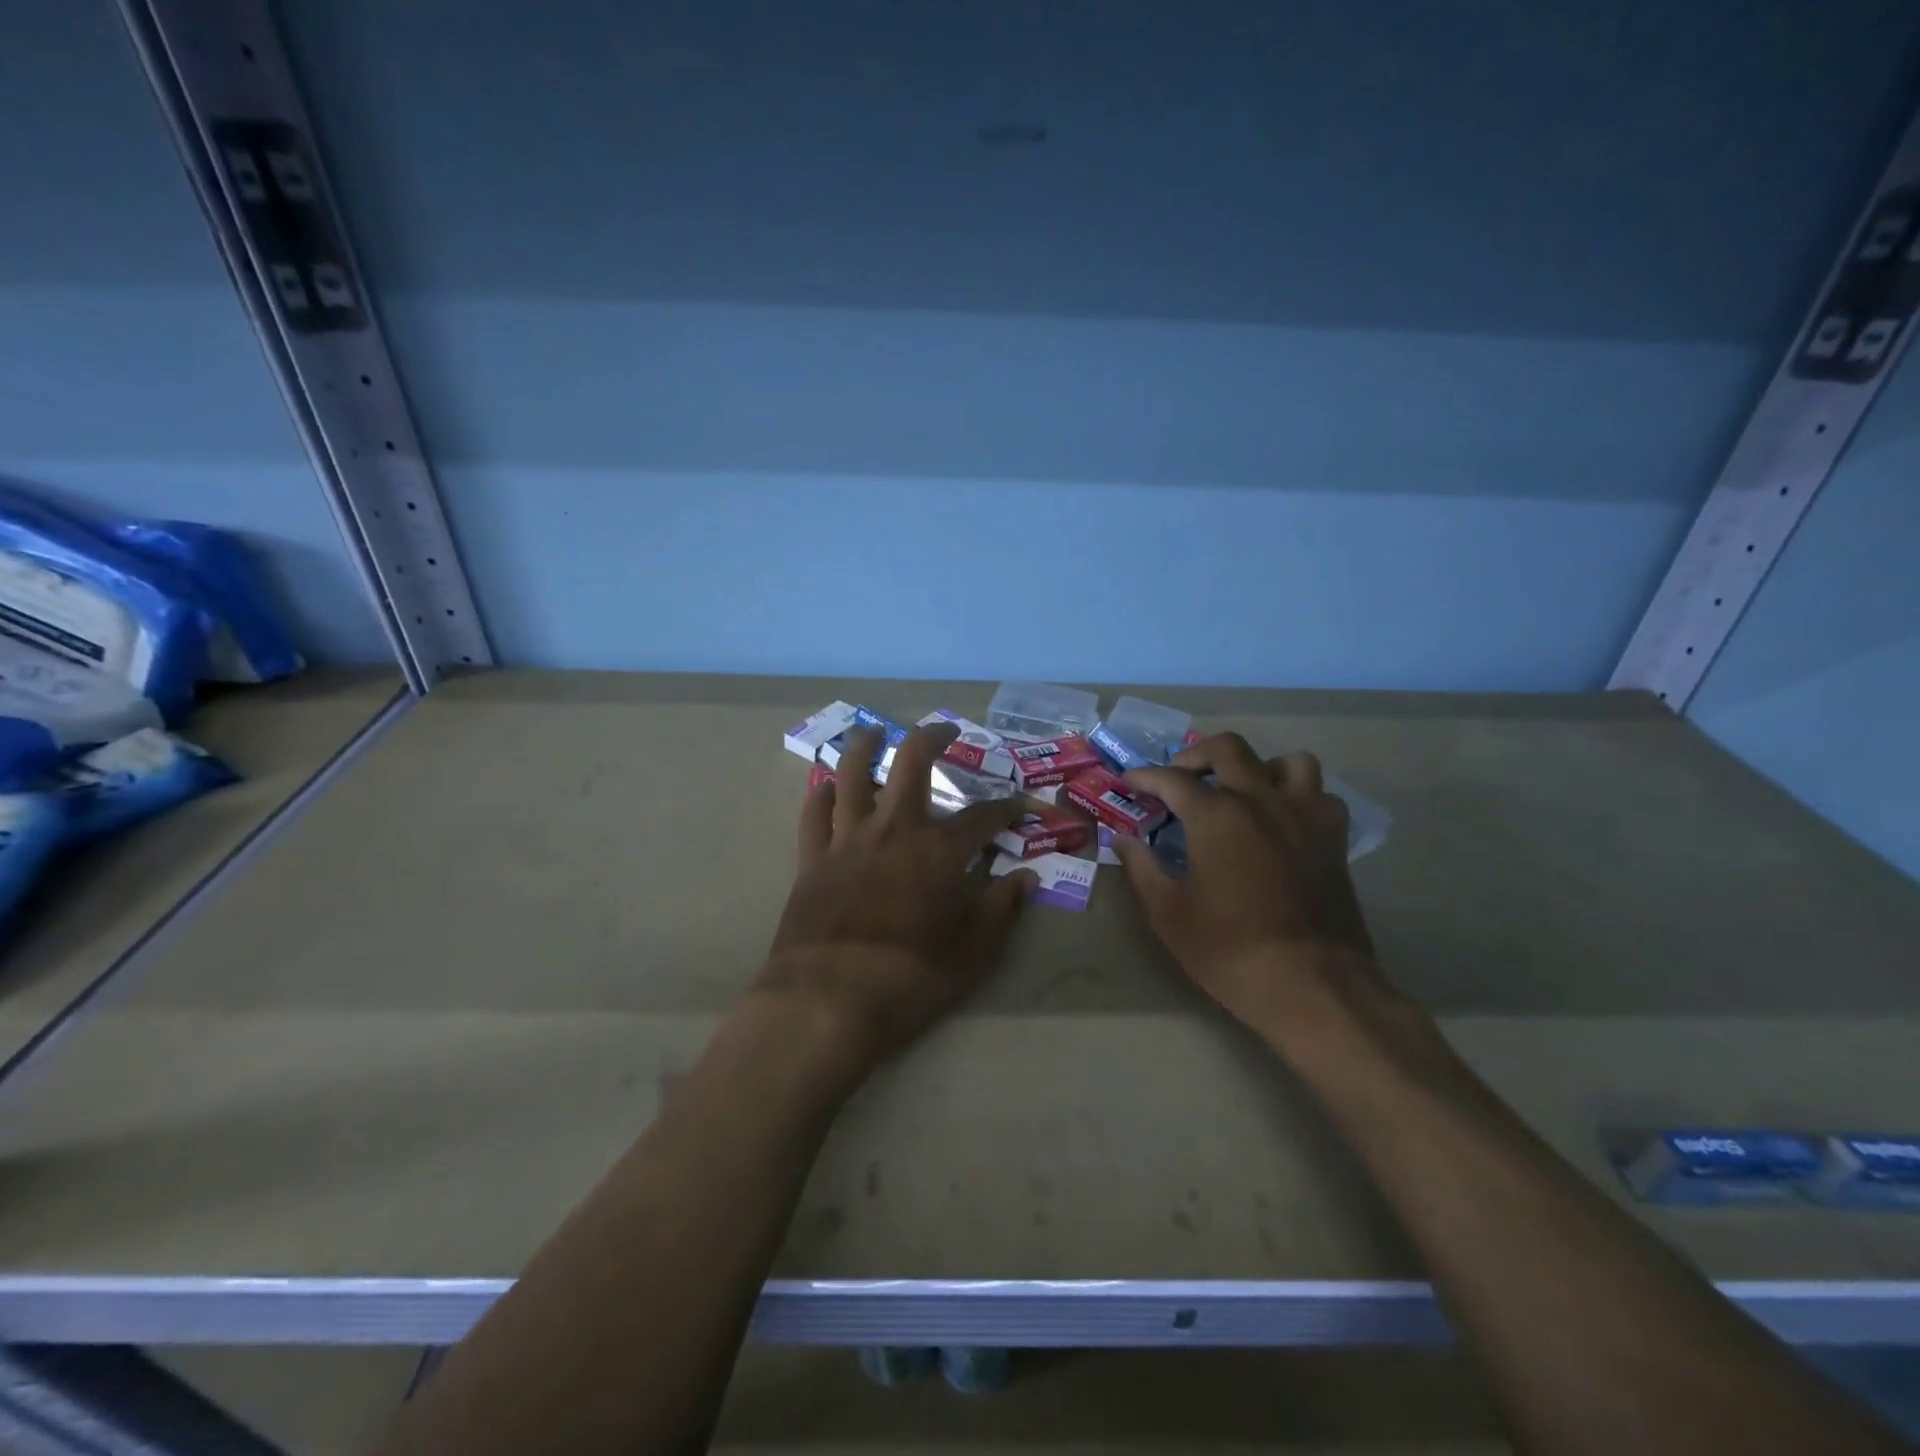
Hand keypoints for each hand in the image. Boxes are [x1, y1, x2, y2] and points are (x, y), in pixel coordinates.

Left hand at [756, 722, 1036, 1080]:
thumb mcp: (972, 955)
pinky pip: (813, 814)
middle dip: (933, 738)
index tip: (1020, 805)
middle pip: (912, 763)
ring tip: (874, 731)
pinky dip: (820, 794)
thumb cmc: (908, 981)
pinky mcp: (812, 860)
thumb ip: (1000, 911)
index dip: (1006, 808)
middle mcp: (893, 830)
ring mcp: (847, 840)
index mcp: (938, 851)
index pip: (983, 817)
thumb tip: (1025, 879)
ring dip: (865, 746)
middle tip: (946, 730)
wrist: (826, 1002)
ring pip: (853, 774)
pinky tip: (826, 786)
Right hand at [1113, 733, 1383, 1031]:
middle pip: (1228, 749)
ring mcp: (1304, 816)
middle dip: (1196, 755)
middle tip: (1180, 778)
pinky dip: (1300, 796)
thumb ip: (1142, 867)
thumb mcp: (1169, 913)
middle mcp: (1261, 800)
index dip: (1144, 777)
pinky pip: (1321, 795)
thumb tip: (1123, 839)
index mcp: (1216, 815)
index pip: (1171, 779)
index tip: (1129, 781)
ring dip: (1258, 767)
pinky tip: (1283, 820)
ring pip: (1288, 762)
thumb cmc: (1229, 949)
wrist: (1311, 985)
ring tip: (1241, 791)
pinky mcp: (1334, 839)